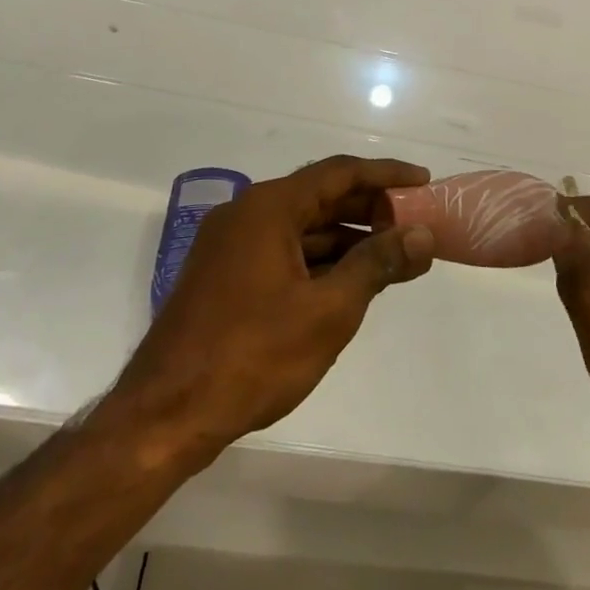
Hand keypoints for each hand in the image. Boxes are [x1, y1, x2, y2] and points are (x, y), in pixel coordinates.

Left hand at [117, 156, 435, 465]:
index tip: (424, 182)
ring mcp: (230, 245)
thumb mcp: (328, 310)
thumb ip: (377, 264)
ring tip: (394, 256)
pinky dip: (320, 260)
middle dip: (370, 209)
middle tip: (416, 222)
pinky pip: (283, 251)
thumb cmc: (253, 355)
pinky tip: (350, 281)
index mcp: (268, 207)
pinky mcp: (224, 276)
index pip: (339, 173)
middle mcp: (246, 213)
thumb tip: (421, 235)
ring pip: (302, 228)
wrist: (165, 416)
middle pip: (320, 197)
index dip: (386, 175)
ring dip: (348, 239)